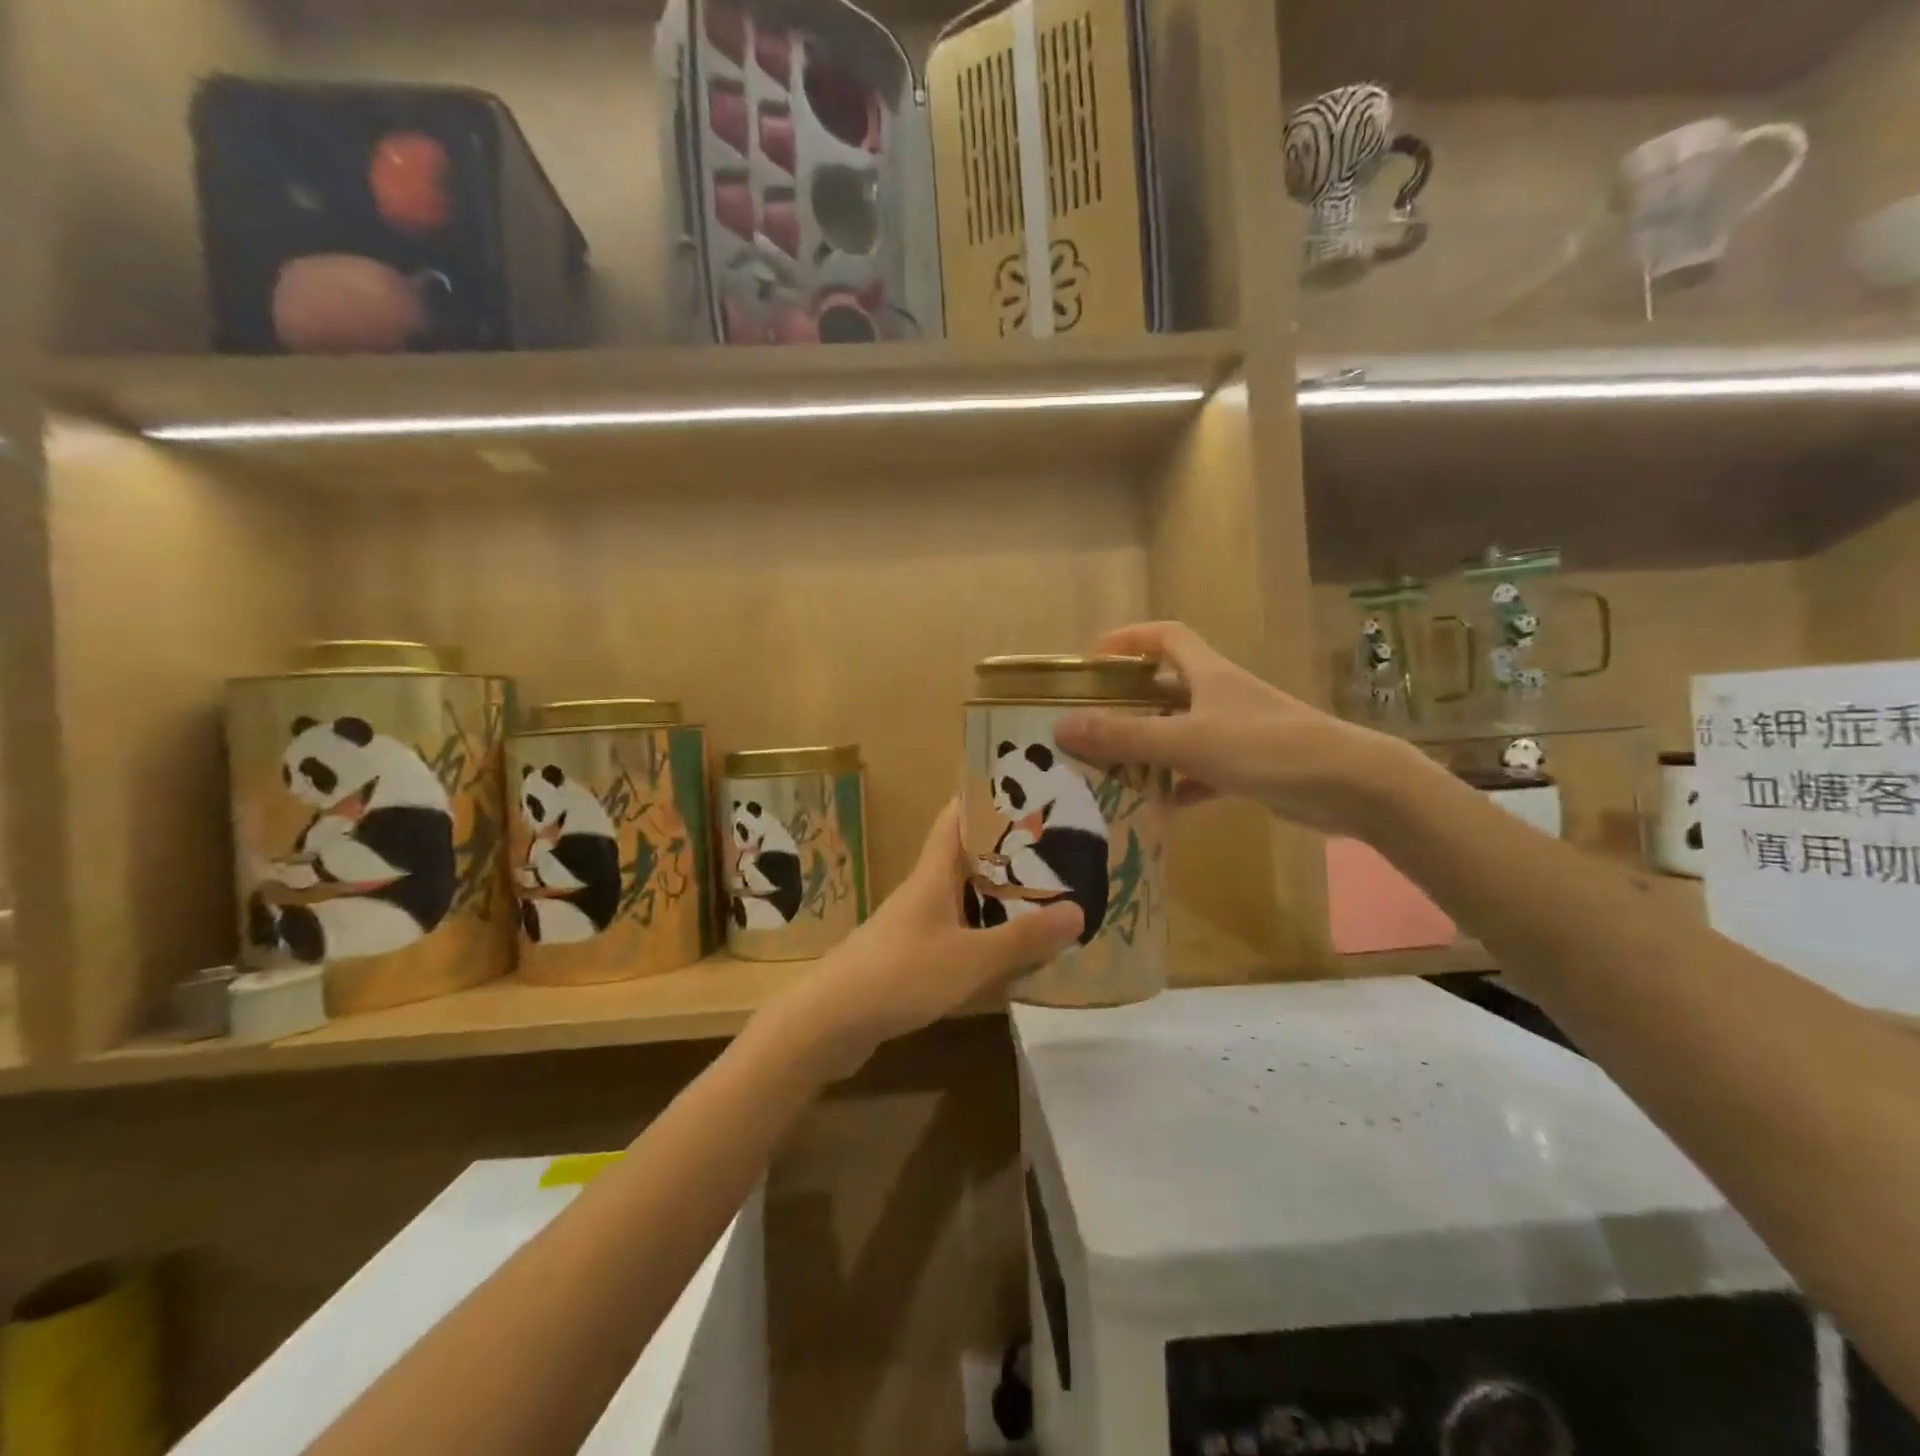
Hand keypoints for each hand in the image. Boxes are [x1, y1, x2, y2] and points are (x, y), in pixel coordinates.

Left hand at [761, 802, 1082, 1079]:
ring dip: (998, 898)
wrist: (827, 1025)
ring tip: (1045, 898)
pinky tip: (1009, 953)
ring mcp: (912, 927)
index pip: (955, 818)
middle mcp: (922, 893)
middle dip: (1007, 854)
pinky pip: (955, 935)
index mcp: (932, 875)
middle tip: (1056, 852)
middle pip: (966, 859)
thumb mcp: (969, 959)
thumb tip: (1079, 911)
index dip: (985, 800)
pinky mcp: (908, 960)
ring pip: (962, 900)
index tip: (1026, 792)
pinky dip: (983, 936)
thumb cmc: (898, 976)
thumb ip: (1022, 938)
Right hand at [1053, 621, 1416, 835]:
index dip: (1129, 639)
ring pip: (1181, 733)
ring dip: (1149, 748)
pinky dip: (1178, 786)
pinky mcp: (1250, 769)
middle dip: (1128, 702)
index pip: (1166, 637)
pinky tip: (1157, 808)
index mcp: (1208, 674)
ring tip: (1108, 768)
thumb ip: (1125, 736)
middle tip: (1089, 723)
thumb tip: (1061, 727)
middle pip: (1166, 688)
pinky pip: (1201, 773)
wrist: (1351, 786)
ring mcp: (1238, 734)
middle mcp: (1221, 697)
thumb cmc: (1267, 748)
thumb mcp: (1188, 741)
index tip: (1093, 658)